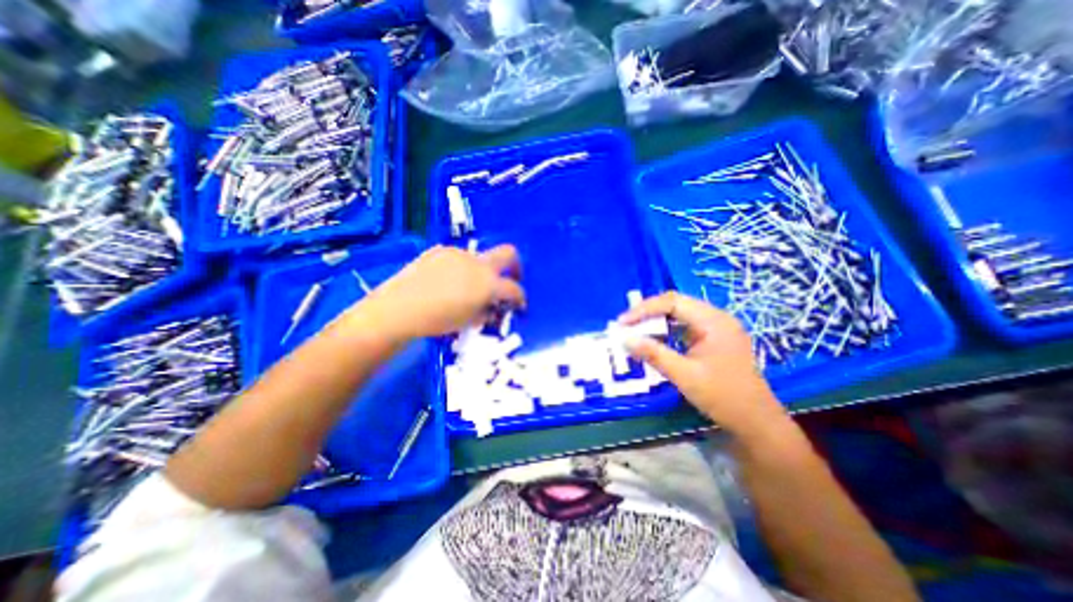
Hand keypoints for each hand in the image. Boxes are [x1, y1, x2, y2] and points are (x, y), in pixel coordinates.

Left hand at [359, 242, 526, 341]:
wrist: (399, 308)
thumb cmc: (438, 321)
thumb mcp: (469, 322)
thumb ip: (487, 312)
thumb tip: (492, 307)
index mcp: (488, 283)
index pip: (514, 288)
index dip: (521, 298)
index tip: (519, 305)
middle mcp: (478, 263)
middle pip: (509, 253)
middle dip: (515, 267)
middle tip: (509, 281)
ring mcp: (458, 254)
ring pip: (480, 257)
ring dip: (482, 271)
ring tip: (466, 287)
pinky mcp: (440, 251)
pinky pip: (458, 258)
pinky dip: (461, 269)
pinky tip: (446, 281)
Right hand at [622, 292, 786, 437]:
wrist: (756, 423)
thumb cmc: (723, 397)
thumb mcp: (684, 375)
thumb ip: (654, 354)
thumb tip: (624, 339)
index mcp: (714, 321)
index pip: (673, 302)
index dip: (644, 309)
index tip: (623, 322)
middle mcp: (716, 318)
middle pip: (675, 305)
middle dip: (648, 314)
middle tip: (626, 326)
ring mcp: (716, 329)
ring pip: (678, 315)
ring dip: (656, 322)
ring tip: (634, 332)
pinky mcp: (712, 340)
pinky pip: (684, 328)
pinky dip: (666, 332)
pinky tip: (653, 342)